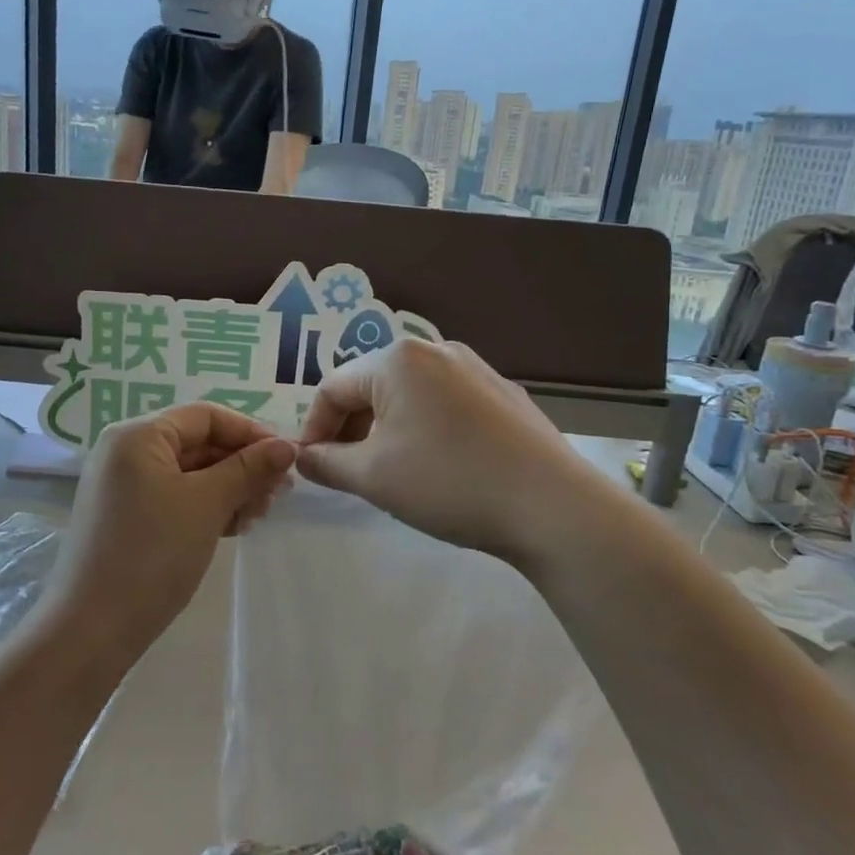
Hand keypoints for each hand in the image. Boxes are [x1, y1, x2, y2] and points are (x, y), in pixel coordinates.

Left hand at [52, 403, 295, 663]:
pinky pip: (173, 497)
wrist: (92, 629)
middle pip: (197, 443)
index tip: (286, 459)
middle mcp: (125, 451)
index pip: (205, 416)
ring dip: (229, 488)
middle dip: (242, 465)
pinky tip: (234, 527)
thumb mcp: (207, 504)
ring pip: (188, 473)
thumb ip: (248, 469)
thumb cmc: (153, 554)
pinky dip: (205, 506)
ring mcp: (122, 486)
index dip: (250, 432)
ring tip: (259, 515)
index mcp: (138, 435)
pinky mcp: (125, 516)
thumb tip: (287, 446)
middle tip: (279, 494)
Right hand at [295, 339, 591, 563]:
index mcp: (397, 359)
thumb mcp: (373, 476)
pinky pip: (445, 402)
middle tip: (348, 472)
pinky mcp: (502, 392)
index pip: (332, 388)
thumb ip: (326, 463)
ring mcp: (475, 368)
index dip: (314, 429)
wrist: (551, 504)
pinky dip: (424, 427)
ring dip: (386, 428)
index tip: (311, 467)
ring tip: (390, 470)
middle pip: (371, 385)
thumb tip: (302, 457)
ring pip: (409, 394)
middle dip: (351, 428)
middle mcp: (435, 349)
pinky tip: (438, 464)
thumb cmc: (448, 482)